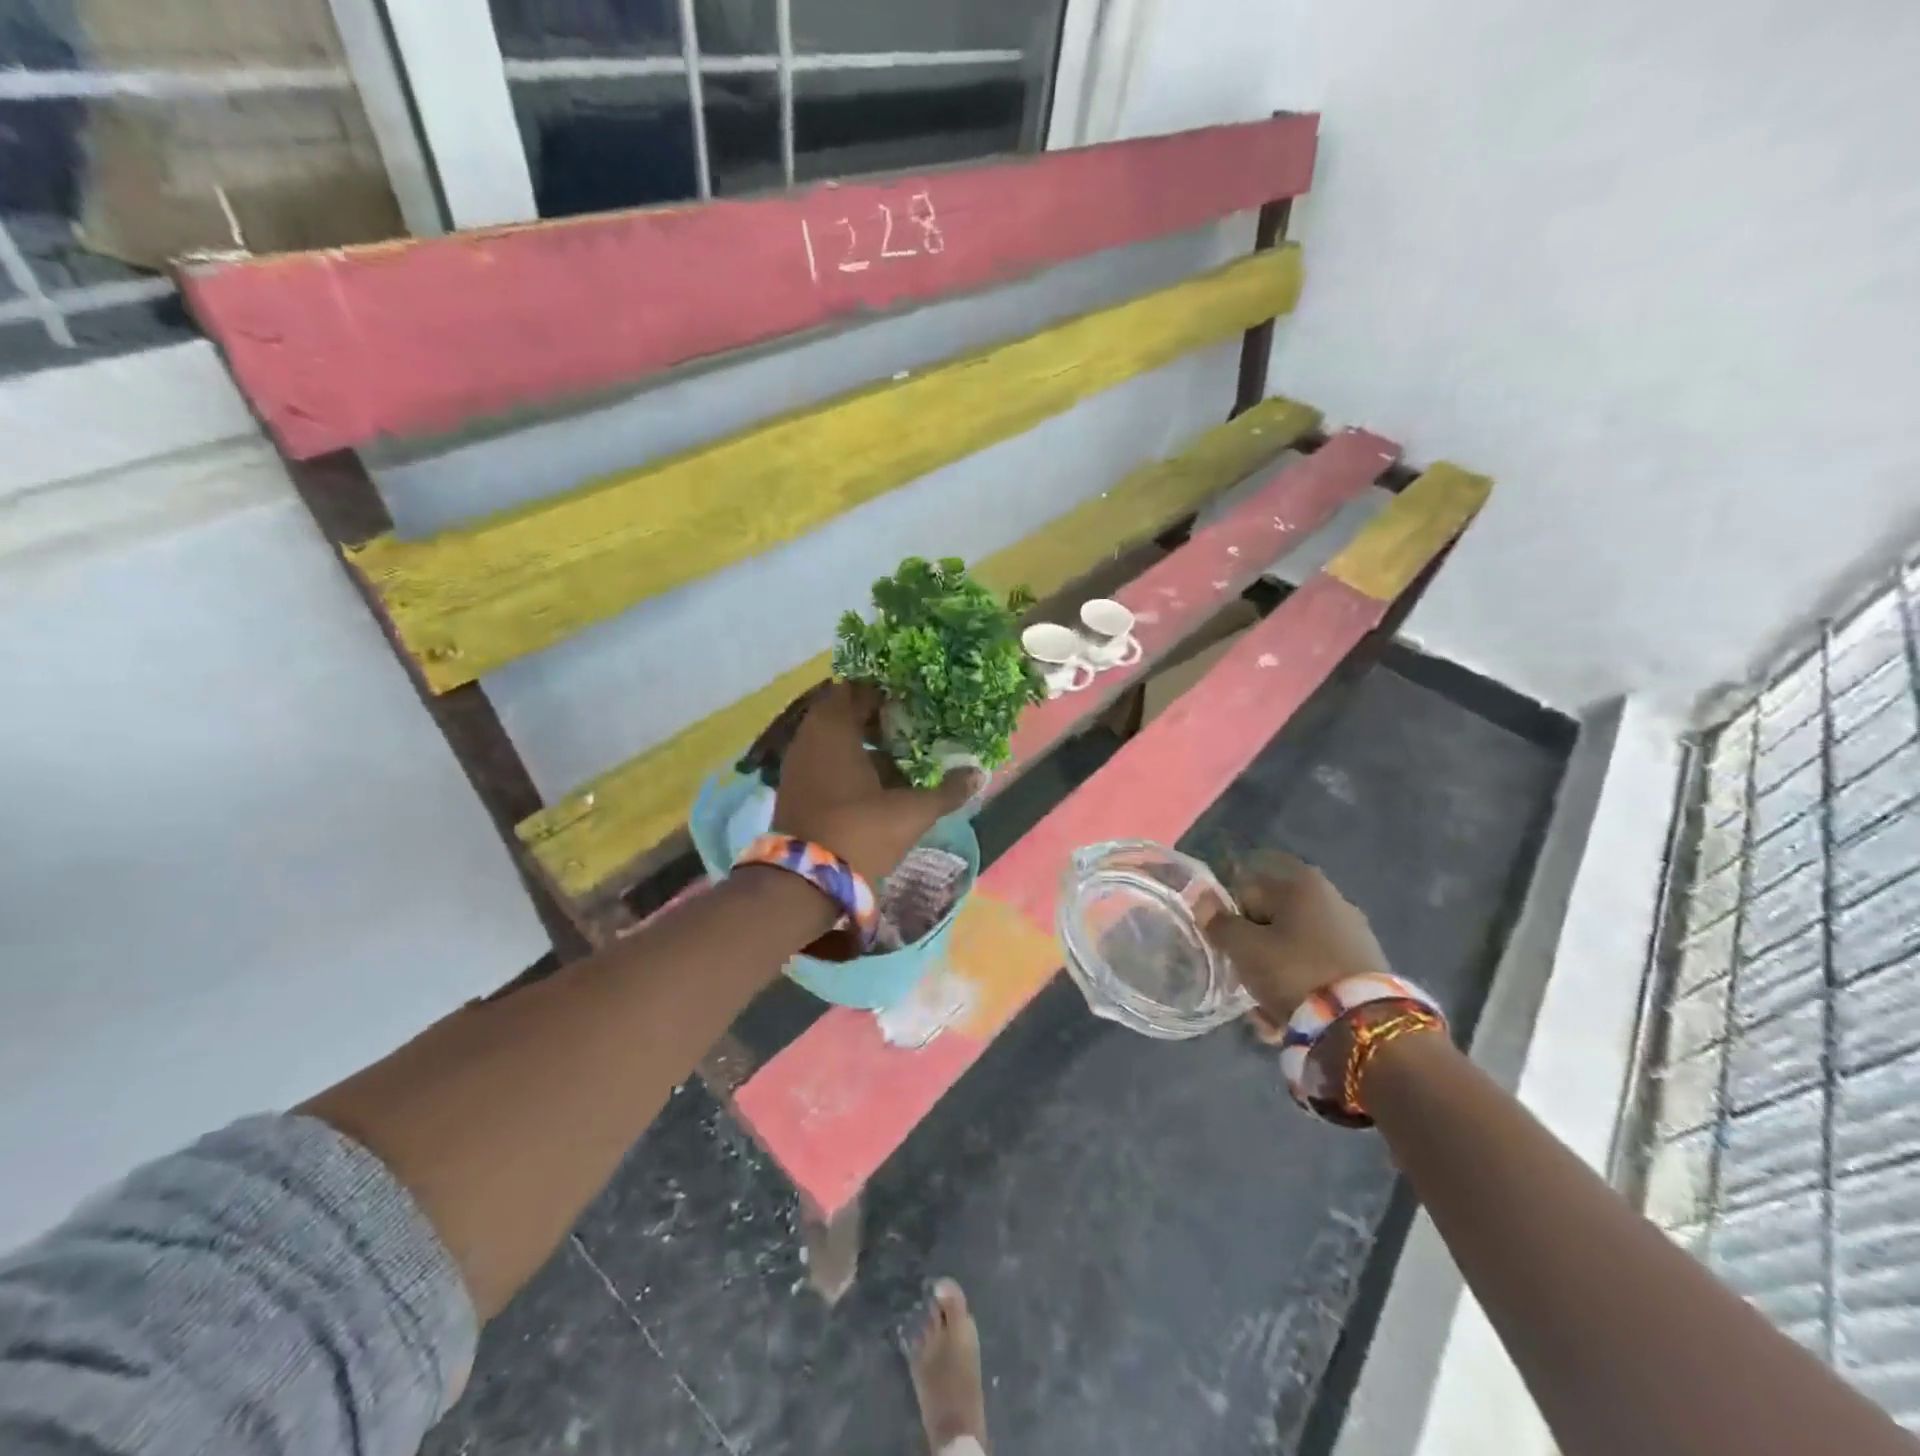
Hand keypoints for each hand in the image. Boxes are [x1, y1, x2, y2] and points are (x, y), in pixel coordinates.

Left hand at [770, 683, 980, 884]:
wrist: (805, 882)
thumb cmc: (860, 831)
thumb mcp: (911, 812)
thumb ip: (946, 791)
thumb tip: (978, 774)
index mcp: (834, 728)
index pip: (856, 690)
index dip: (885, 693)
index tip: (913, 702)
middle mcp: (809, 737)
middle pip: (844, 714)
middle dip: (877, 720)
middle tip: (912, 729)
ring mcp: (798, 765)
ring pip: (835, 741)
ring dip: (864, 745)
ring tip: (901, 759)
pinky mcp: (795, 790)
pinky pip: (825, 763)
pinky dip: (849, 766)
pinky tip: (878, 786)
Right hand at [1202, 854, 1391, 1025]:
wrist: (1363, 1025)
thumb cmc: (1295, 972)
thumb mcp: (1245, 948)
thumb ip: (1218, 922)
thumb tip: (1200, 897)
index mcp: (1301, 884)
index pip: (1246, 892)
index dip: (1231, 923)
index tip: (1230, 953)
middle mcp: (1331, 897)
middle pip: (1271, 922)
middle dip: (1256, 952)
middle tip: (1247, 981)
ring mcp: (1353, 931)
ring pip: (1294, 949)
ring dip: (1277, 973)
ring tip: (1269, 1009)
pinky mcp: (1366, 964)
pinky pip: (1318, 968)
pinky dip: (1303, 985)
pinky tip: (1293, 1013)